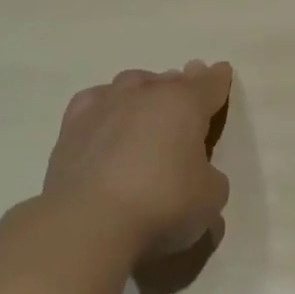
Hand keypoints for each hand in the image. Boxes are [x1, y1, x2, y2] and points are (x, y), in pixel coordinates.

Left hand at [40, 60, 233, 264]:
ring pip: (131, 83)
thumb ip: (210, 176)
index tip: (222, 71)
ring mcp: (106, 106)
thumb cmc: (163, 203)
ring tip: (147, 105)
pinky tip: (106, 116)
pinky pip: (94, 101)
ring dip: (144, 90)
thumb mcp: (211, 196)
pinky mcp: (72, 127)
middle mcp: (146, 94)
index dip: (218, 79)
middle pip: (169, 80)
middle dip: (181, 85)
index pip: (209, 83)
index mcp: (186, 104)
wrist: (89, 222)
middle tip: (186, 94)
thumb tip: (197, 173)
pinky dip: (106, 104)